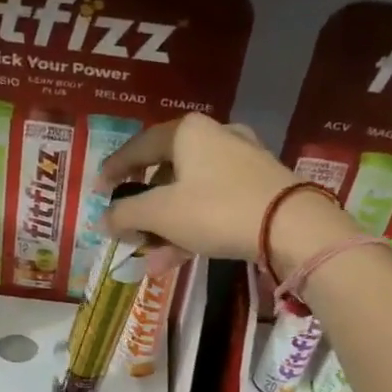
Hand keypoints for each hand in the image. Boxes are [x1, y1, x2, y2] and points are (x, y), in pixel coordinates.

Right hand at [97, 114, 354, 275]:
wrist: (292, 227)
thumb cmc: (216, 210)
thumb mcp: (161, 213)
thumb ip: (126, 214)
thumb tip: (104, 220)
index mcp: (187, 132)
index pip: (139, 146)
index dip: (114, 169)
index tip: (98, 191)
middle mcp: (214, 137)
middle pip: (166, 172)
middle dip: (143, 208)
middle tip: (127, 229)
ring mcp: (241, 162)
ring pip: (190, 194)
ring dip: (165, 226)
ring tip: (149, 257)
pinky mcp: (259, 188)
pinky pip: (213, 206)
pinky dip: (191, 228)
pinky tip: (175, 259)